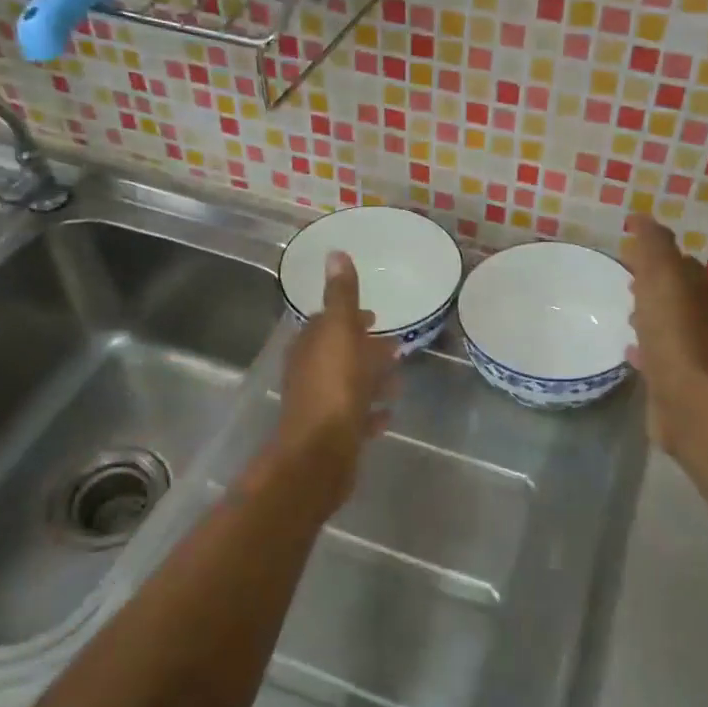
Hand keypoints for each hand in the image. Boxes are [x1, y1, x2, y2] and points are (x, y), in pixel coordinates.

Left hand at [273, 251, 397, 500]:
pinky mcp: (334, 436)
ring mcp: (321, 407)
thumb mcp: (341, 333)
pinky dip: (371, 412)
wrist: (321, 453)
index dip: (350, 318)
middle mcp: (310, 374)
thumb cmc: (334, 388)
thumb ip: (341, 296)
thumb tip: (334, 253)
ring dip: (371, 380)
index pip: (327, 324)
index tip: (374, 317)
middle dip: (365, 349)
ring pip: (349, 386)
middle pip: (340, 355)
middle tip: (395, 348)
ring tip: (397, 382)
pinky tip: (387, 414)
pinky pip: (356, 418)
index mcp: (310, 347)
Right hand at [620, 213, 707, 448]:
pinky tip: (629, 351)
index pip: (683, 264)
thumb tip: (642, 218)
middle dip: (654, 286)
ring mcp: (695, 351)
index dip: (657, 256)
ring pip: (669, 324)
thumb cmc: (676, 334)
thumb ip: (653, 245)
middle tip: (626, 282)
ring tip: (625, 315)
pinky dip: (646, 348)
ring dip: (650, 317)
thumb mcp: (663, 277)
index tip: (630, 253)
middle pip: (677, 294)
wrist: (690, 401)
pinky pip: (660, 355)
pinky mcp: (679, 380)